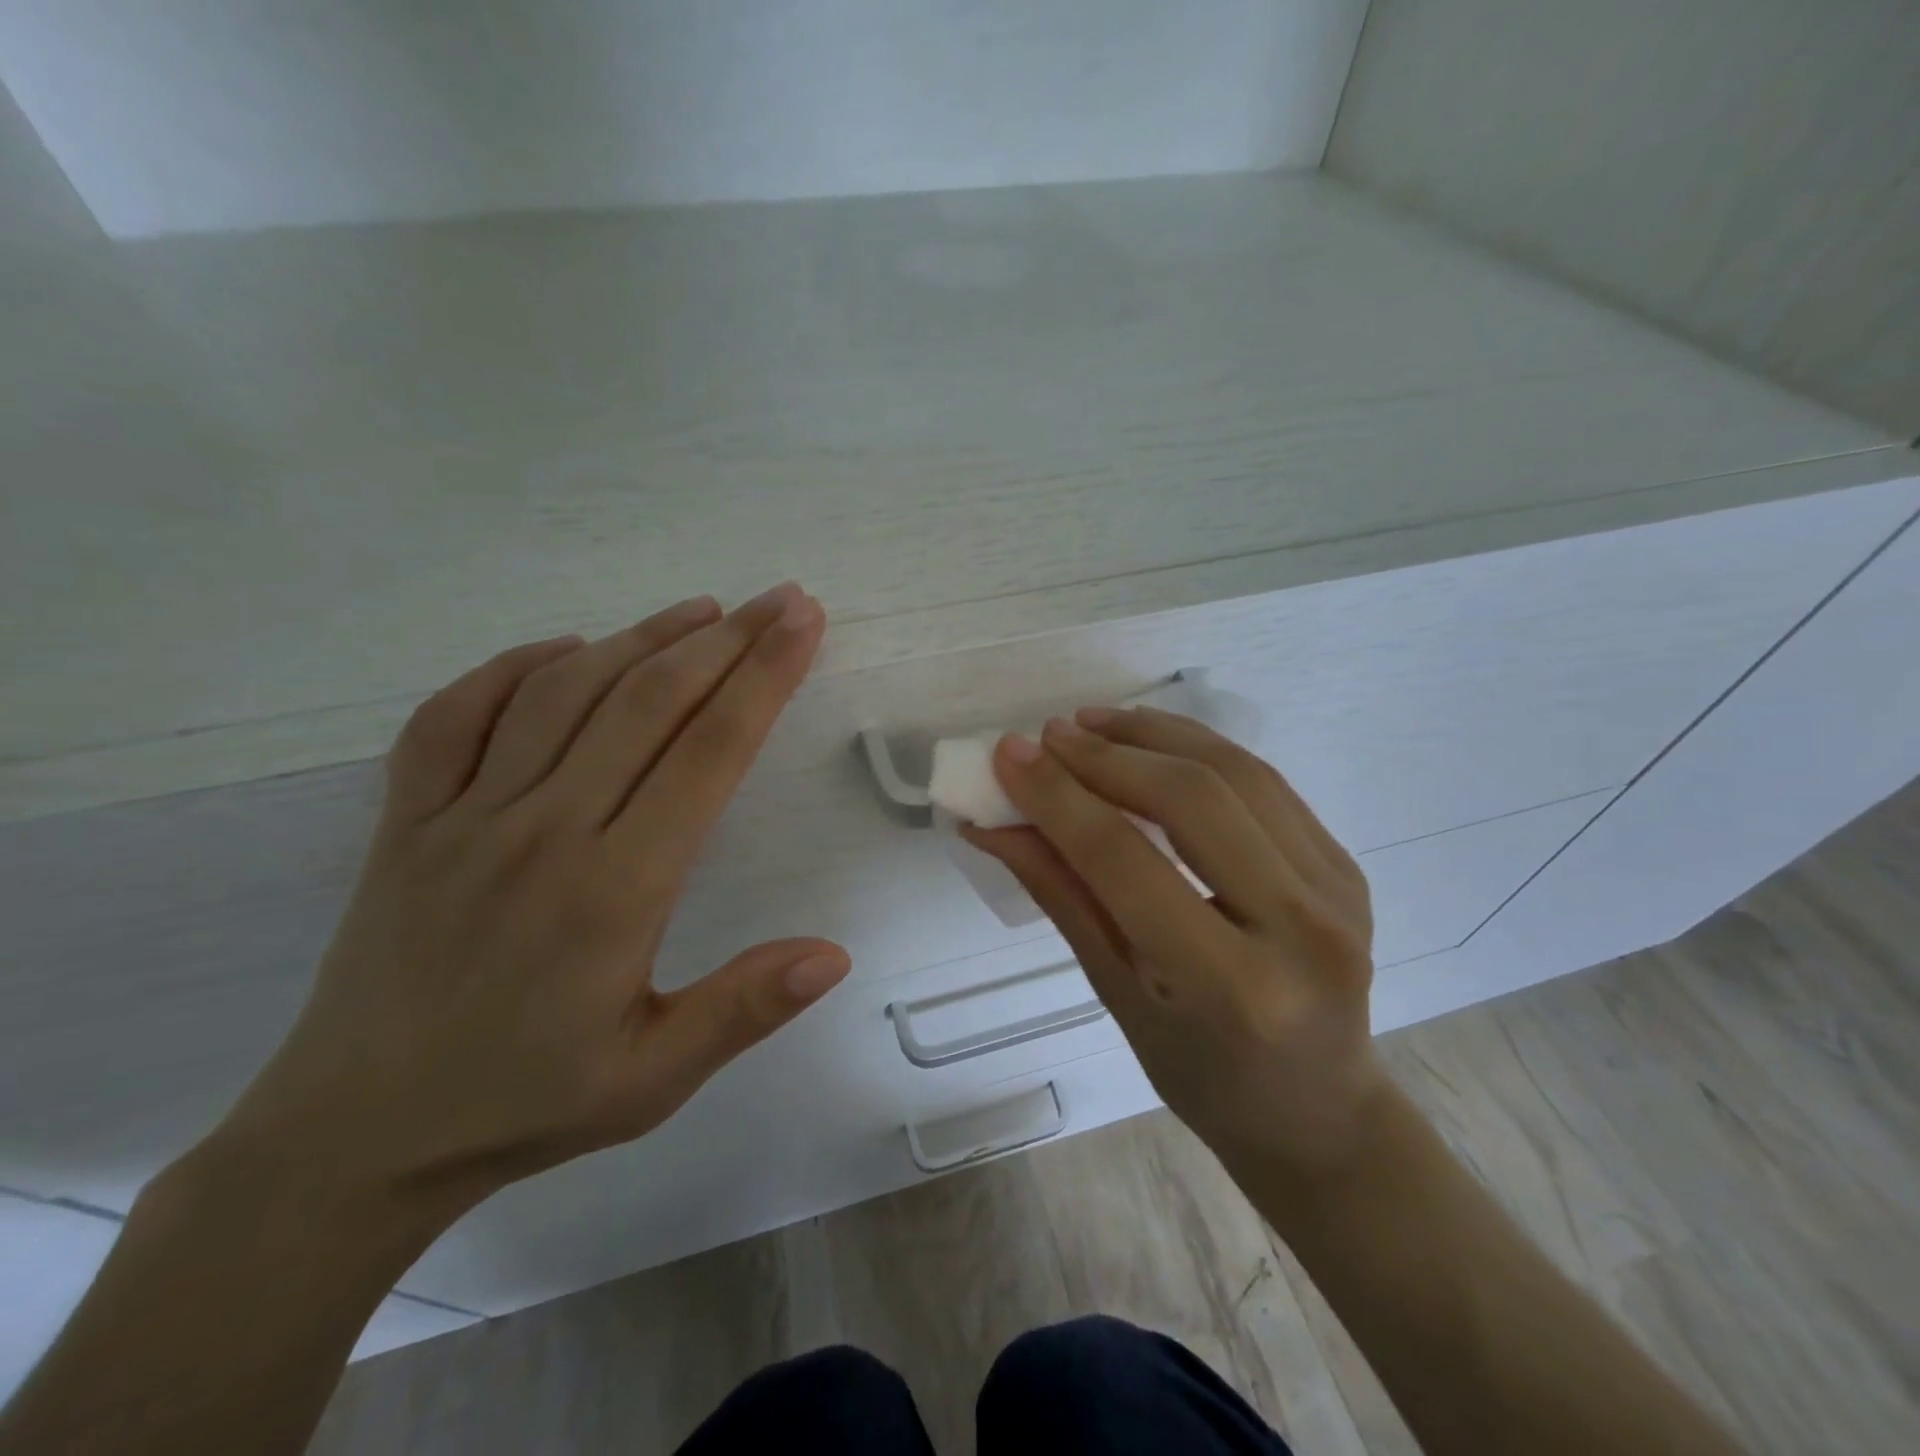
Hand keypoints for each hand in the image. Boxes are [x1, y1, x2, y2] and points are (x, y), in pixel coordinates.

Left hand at [209, 582, 849, 1217]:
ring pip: (563, 693)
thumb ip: (744, 1010)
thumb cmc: (524, 1102)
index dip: (763, 679)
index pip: (707, 753)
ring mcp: (462, 819)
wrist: (351, 1140)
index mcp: (614, 890)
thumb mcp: (652, 1080)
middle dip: (727, 641)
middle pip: (647, 703)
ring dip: (640, 638)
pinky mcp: (404, 822)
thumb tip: (835, 954)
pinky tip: (565, 649)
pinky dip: (514, 668)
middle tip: (780, 600)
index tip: (803, 625)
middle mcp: (541, 832)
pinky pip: (454, 716)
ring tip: (701, 611)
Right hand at [967, 707, 1381, 1179]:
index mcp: (1230, 985)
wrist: (1317, 1110)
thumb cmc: (1200, 1073)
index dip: (1058, 797)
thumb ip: (1060, 894)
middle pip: (1191, 799)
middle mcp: (1298, 927)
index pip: (1125, 861)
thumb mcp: (1116, 993)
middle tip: (1048, 736)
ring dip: (1153, 735)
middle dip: (1107, 755)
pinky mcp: (1345, 864)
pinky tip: (1150, 741)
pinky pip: (1263, 782)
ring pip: (1234, 772)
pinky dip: (1198, 748)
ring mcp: (1335, 889)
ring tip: (1092, 723)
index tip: (1009, 753)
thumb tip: (994, 825)